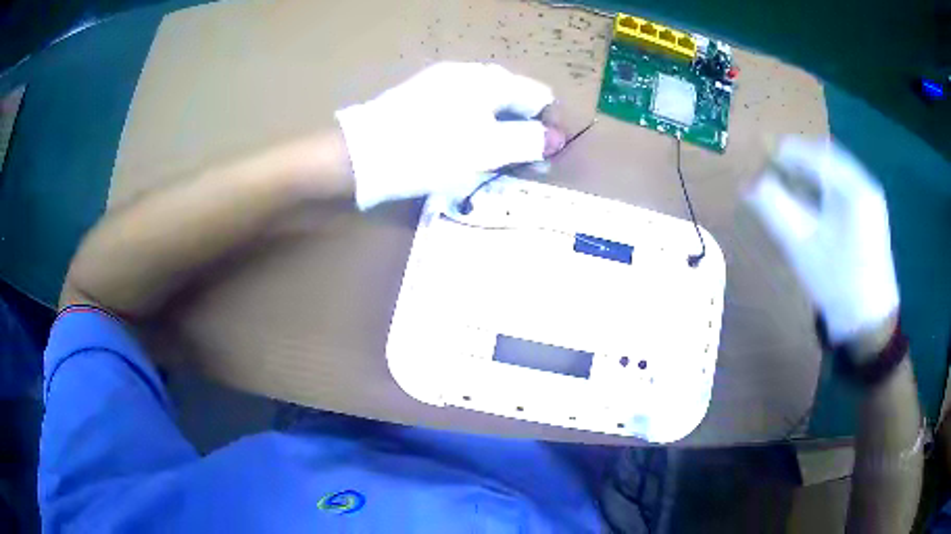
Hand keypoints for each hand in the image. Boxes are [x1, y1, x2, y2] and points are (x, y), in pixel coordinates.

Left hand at [335, 62, 564, 209]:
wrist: (362, 155)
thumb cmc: (430, 151)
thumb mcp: (486, 149)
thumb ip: (527, 141)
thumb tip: (556, 139)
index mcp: (489, 80)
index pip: (538, 96)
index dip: (549, 125)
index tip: (546, 157)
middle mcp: (468, 74)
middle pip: (512, 101)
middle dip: (522, 132)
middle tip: (519, 166)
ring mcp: (442, 84)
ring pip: (486, 108)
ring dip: (497, 135)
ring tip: (489, 164)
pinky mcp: (423, 99)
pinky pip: (462, 112)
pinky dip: (472, 132)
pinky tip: (461, 153)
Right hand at [745, 137, 898, 349]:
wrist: (869, 326)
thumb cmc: (837, 284)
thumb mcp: (801, 247)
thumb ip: (774, 209)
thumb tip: (748, 185)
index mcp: (852, 186)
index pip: (812, 153)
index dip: (783, 152)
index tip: (759, 155)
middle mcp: (864, 183)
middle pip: (825, 159)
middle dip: (797, 162)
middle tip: (771, 171)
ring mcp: (870, 200)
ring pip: (834, 174)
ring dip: (809, 175)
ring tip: (787, 186)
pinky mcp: (870, 216)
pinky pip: (842, 190)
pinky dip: (823, 190)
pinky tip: (810, 204)